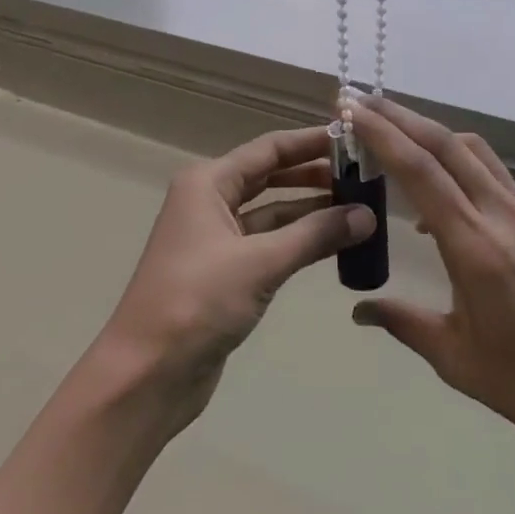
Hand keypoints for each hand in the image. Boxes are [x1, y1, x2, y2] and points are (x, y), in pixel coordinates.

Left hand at [97, 126, 375, 425]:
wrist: (147, 375)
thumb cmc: (196, 302)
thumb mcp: (260, 262)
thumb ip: (315, 234)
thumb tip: (368, 215)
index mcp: (208, 183)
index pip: (269, 149)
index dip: (311, 142)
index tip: (355, 138)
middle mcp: (210, 202)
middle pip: (271, 177)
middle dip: (315, 175)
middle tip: (365, 177)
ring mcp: (217, 239)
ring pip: (273, 213)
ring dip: (312, 211)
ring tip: (361, 209)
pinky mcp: (226, 274)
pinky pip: (270, 245)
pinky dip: (300, 242)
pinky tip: (335, 244)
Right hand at [350, 98, 514, 461]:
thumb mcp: (455, 359)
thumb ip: (404, 323)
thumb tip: (359, 311)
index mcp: (476, 247)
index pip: (421, 171)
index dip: (382, 134)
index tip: (349, 109)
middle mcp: (502, 216)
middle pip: (446, 145)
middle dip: (399, 117)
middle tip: (358, 102)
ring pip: (472, 151)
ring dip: (429, 132)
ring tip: (390, 134)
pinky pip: (491, 174)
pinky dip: (455, 161)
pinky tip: (434, 195)